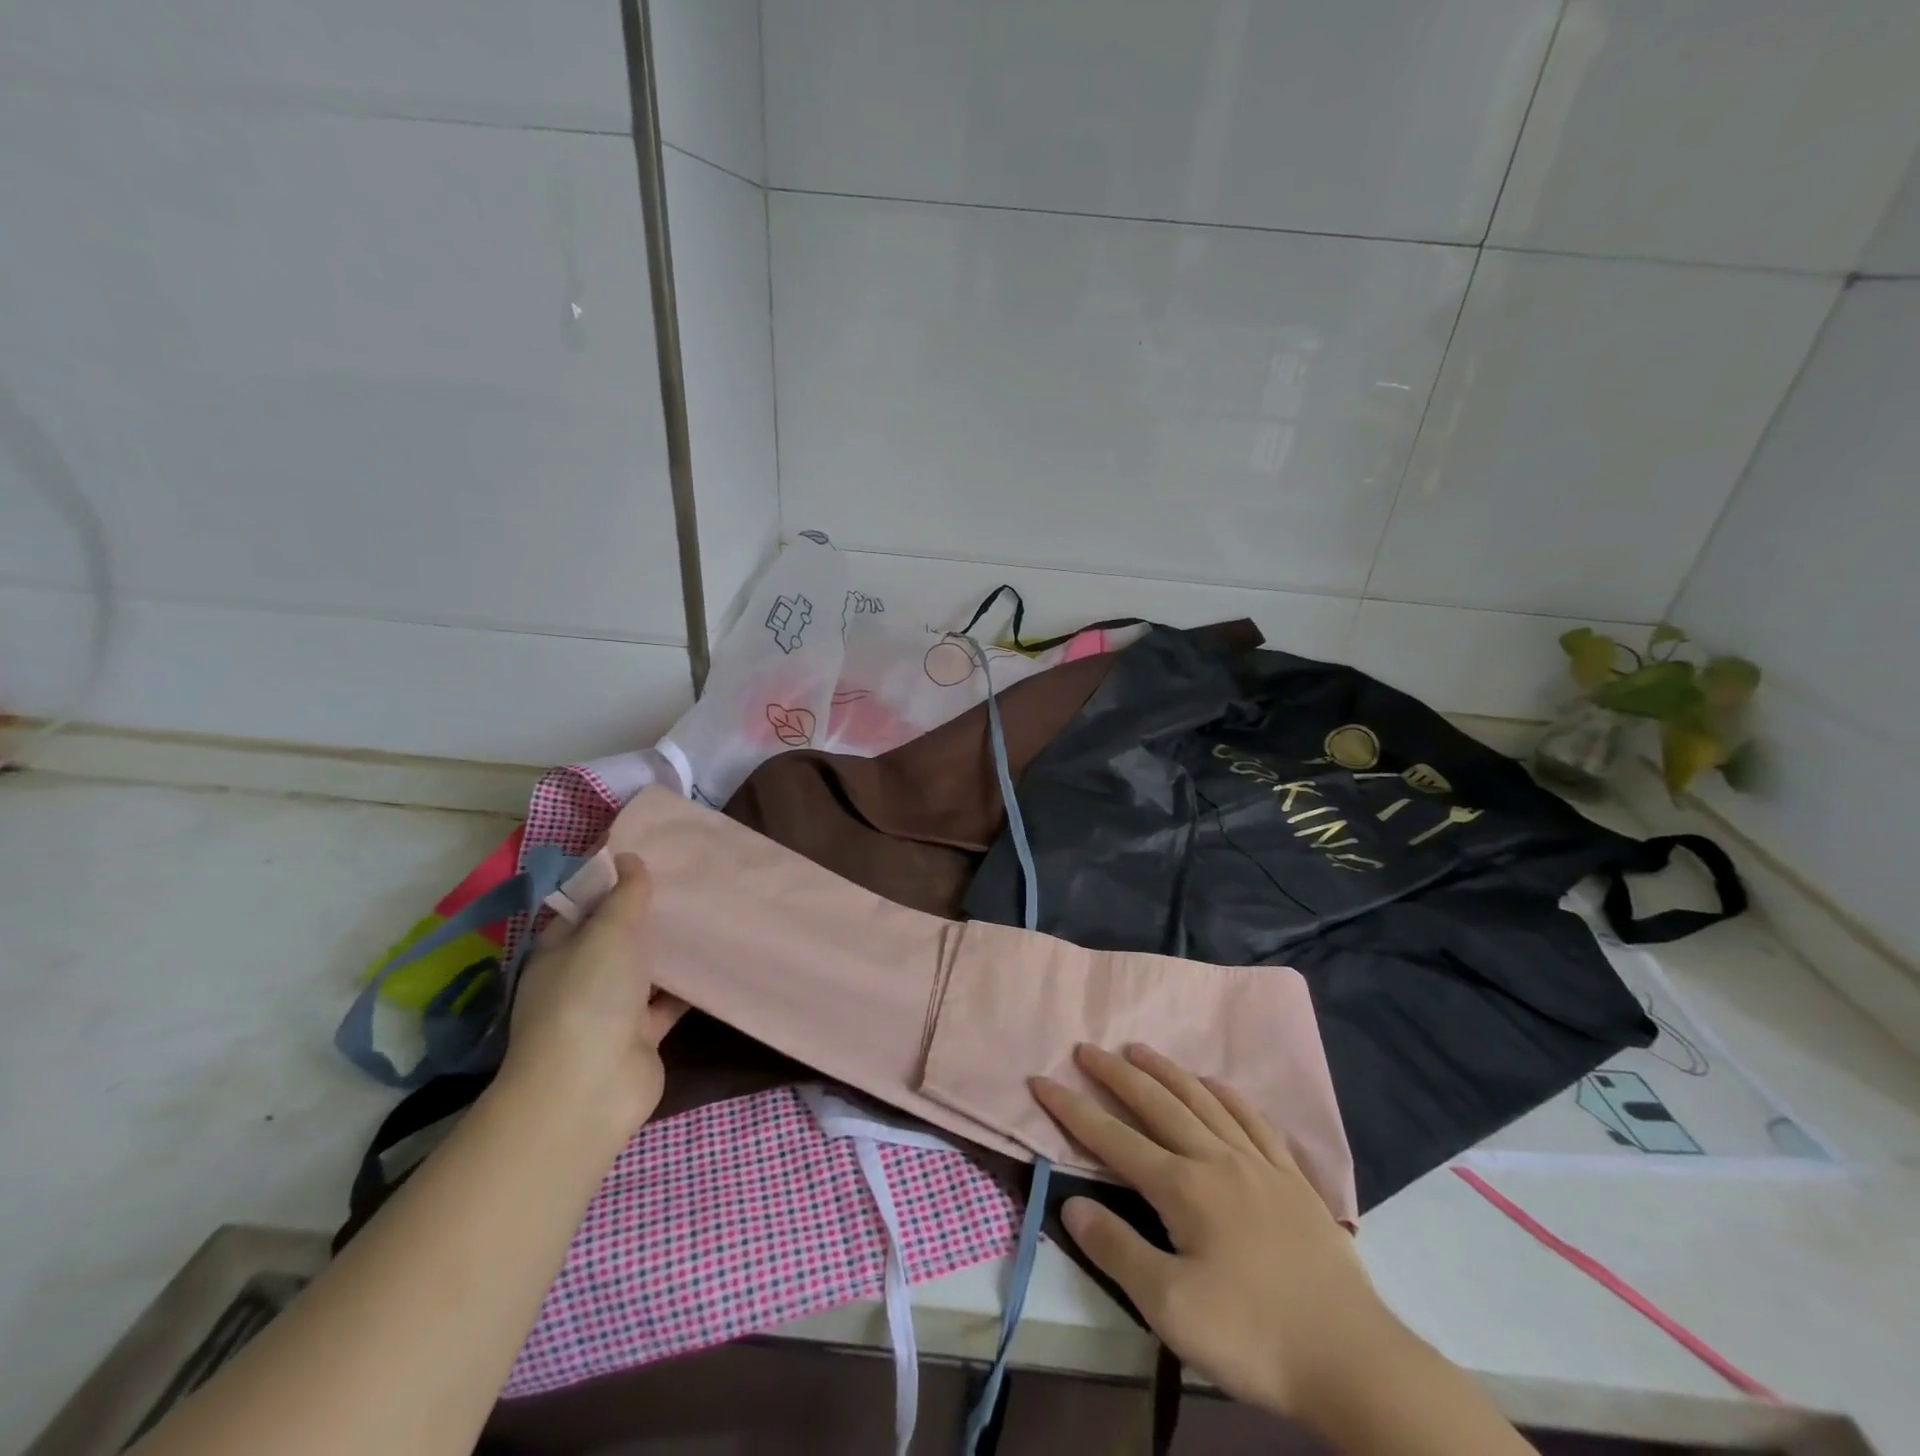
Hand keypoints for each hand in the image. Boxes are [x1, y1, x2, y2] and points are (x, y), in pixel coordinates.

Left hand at [502, 852, 686, 1134]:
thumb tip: (629, 857)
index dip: (614, 878)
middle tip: (693, 878)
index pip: (587, 904)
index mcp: (562, 948)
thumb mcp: (608, 932)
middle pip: (619, 935)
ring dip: (673, 948)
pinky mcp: (643, 1035)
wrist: (590, 1087)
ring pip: (647, 968)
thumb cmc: (590, 996)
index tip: (652, 853)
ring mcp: (613, 1008)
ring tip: (713, 912)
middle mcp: (583, 976)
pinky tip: (720, 959)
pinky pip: (670, 1001)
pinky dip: (690, 985)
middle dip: (651, 912)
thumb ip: (625, 895)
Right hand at [1031, 1045, 1403, 1428]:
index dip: (1073, 1109)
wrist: (1354, 1361)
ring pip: (1203, 1100)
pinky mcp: (1293, 1180)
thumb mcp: (1171, 1308)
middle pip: (1157, 1103)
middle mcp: (1217, 1159)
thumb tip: (1071, 1204)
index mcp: (1184, 1187)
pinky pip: (1254, 1120)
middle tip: (1086, 1048)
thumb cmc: (1254, 1337)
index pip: (1114, 1138)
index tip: (1042, 1081)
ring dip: (1167, 1070)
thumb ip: (1117, 1250)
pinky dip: (1228, 1095)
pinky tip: (1216, 1084)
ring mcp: (1259, 1164)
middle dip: (1116, 1074)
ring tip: (1139, 1049)